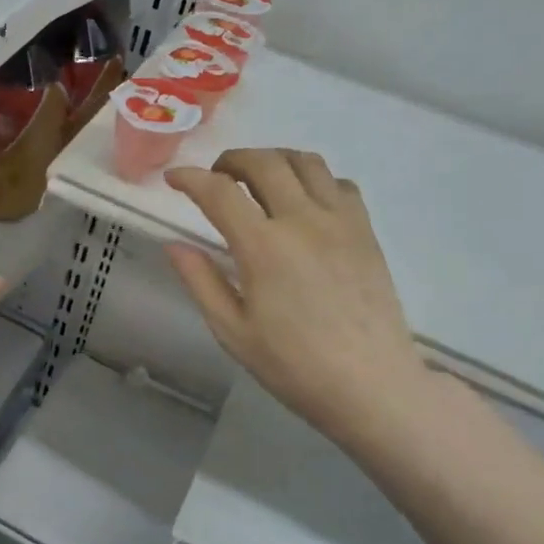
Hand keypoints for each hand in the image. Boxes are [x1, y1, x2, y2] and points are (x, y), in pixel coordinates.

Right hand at [165, 148, 428, 451]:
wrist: (370, 384)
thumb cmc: (292, 364)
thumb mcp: (231, 330)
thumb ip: (201, 281)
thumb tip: (174, 245)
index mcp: (263, 247)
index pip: (218, 192)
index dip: (190, 177)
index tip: (173, 178)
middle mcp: (302, 220)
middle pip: (264, 162)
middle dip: (231, 160)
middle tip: (216, 178)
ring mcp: (340, 221)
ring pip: (305, 162)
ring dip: (273, 160)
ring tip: (257, 181)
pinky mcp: (365, 230)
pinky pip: (339, 183)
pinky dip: (313, 179)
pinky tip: (302, 203)